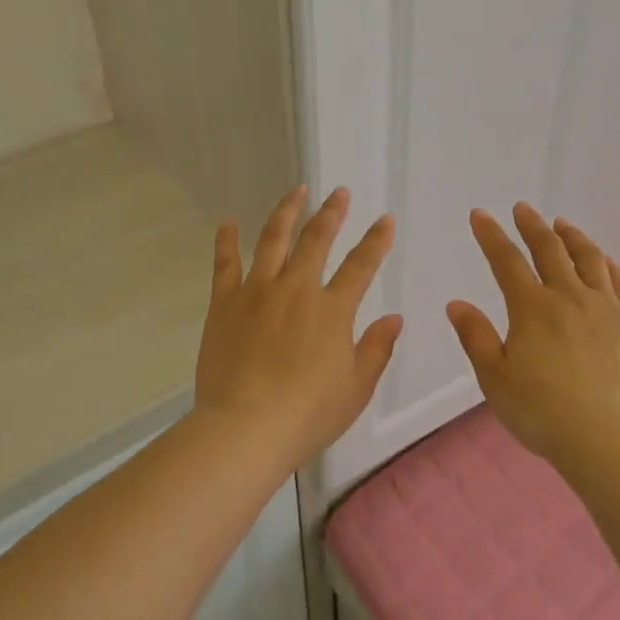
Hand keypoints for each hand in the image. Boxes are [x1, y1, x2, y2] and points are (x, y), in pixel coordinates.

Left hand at [194, 186, 402, 463]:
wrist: (245, 428)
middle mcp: (296, 289)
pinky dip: (227, 241)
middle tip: (339, 193)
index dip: (376, 240)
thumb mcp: (356, 388)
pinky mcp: (225, 304)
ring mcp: (257, 292)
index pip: (361, 265)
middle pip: (316, 240)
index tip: (385, 220)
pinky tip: (228, 222)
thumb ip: (377, 349)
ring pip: (273, 240)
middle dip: (332, 213)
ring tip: (296, 191)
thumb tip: (395, 317)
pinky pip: (225, 265)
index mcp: (332, 310)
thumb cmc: (308, 414)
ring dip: (287, 212)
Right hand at [447, 204, 619, 466]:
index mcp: (531, 308)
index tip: (480, 214)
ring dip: (572, 236)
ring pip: (588, 258)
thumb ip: (476, 337)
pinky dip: (606, 263)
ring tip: (562, 224)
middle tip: (522, 208)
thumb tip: (456, 303)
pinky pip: (619, 281)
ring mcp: (605, 308)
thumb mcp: (495, 378)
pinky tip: (602, 259)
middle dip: (532, 225)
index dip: (491, 235)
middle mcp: (568, 297)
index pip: (506, 260)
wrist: (608, 437)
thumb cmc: (542, 412)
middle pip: (549, 249)